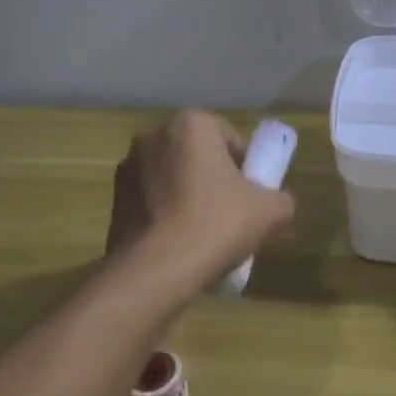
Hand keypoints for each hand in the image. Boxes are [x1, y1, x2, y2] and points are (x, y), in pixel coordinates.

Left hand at [103, 111, 295, 295]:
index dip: (243, 166)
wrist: (155, 271)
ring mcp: (128, 166)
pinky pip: (151, 199)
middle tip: (229, 214)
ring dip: (187, 195)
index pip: (228, 137)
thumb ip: (281, 199)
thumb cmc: (216, 226)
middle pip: (197, 155)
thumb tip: (275, 203)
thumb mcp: (271, 212)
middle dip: (213, 178)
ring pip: (172, 177)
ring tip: (202, 234)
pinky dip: (164, 213)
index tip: (249, 196)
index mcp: (191, 124)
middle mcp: (154, 135)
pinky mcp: (114, 198)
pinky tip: (177, 243)